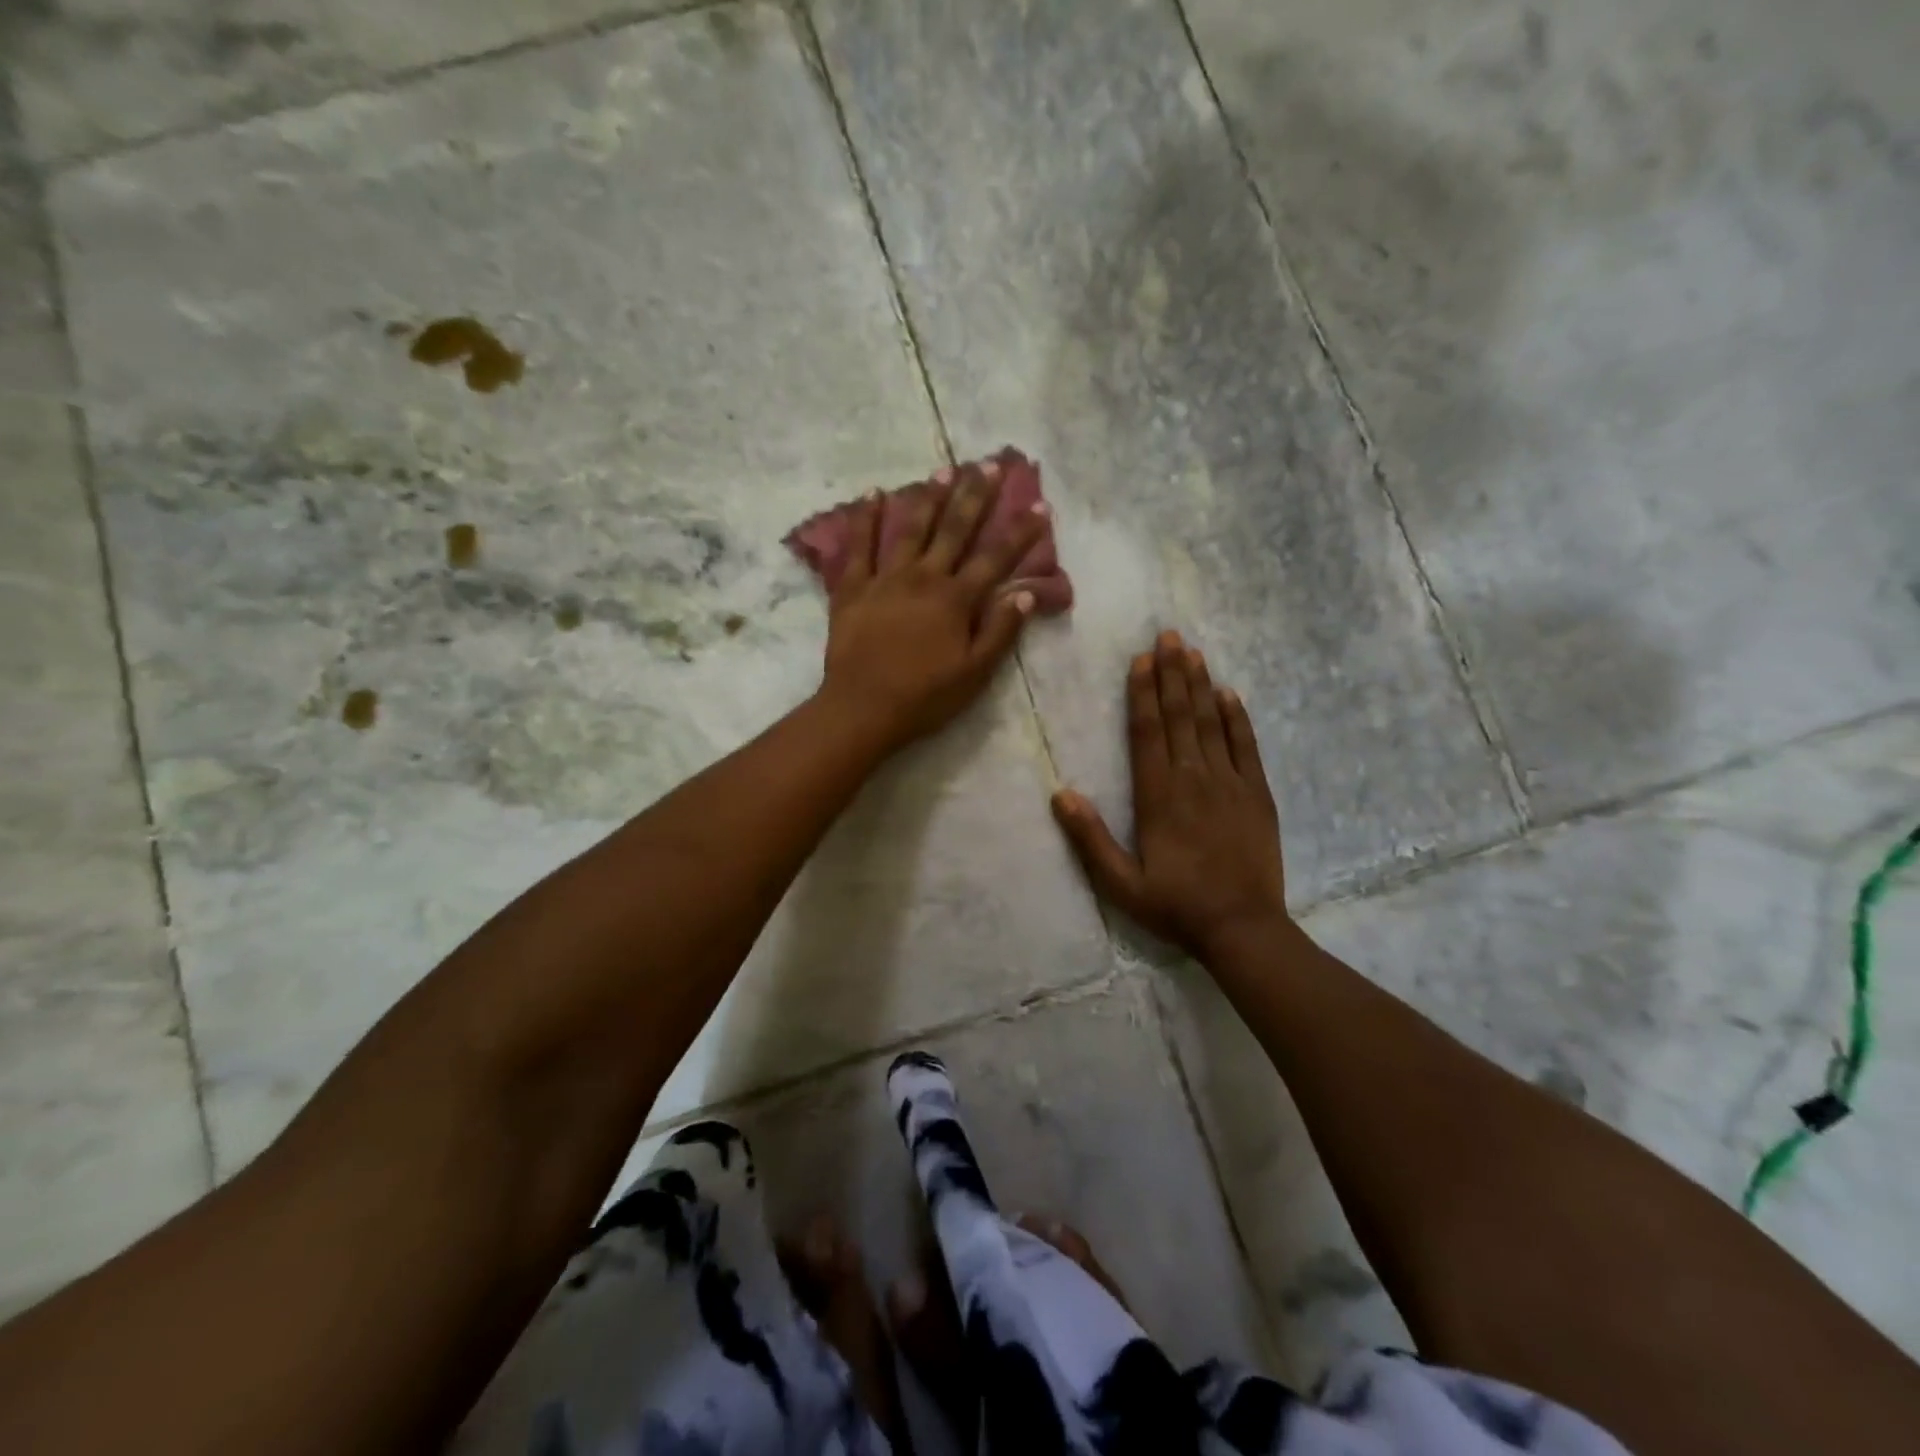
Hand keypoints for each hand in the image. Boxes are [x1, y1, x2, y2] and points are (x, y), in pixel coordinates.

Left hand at [819, 462, 1046, 751]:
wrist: (862, 708)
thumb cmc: (924, 697)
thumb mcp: (974, 673)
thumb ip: (1000, 631)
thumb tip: (1025, 593)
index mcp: (956, 600)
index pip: (995, 558)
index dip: (1020, 532)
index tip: (1039, 504)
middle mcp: (923, 578)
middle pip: (954, 530)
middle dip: (975, 496)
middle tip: (989, 464)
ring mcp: (885, 579)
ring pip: (910, 529)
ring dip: (929, 497)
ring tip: (944, 470)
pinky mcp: (852, 588)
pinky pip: (858, 546)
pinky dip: (865, 518)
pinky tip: (873, 493)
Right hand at [1052, 631, 1288, 958]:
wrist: (1243, 928)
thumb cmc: (1176, 906)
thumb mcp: (1121, 883)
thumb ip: (1090, 839)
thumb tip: (1060, 793)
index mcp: (1158, 797)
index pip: (1147, 732)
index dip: (1143, 693)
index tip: (1141, 659)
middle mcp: (1193, 779)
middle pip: (1180, 716)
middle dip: (1172, 674)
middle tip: (1168, 635)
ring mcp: (1230, 783)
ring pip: (1211, 723)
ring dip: (1200, 685)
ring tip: (1192, 651)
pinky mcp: (1257, 794)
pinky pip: (1246, 746)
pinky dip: (1237, 718)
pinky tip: (1229, 694)